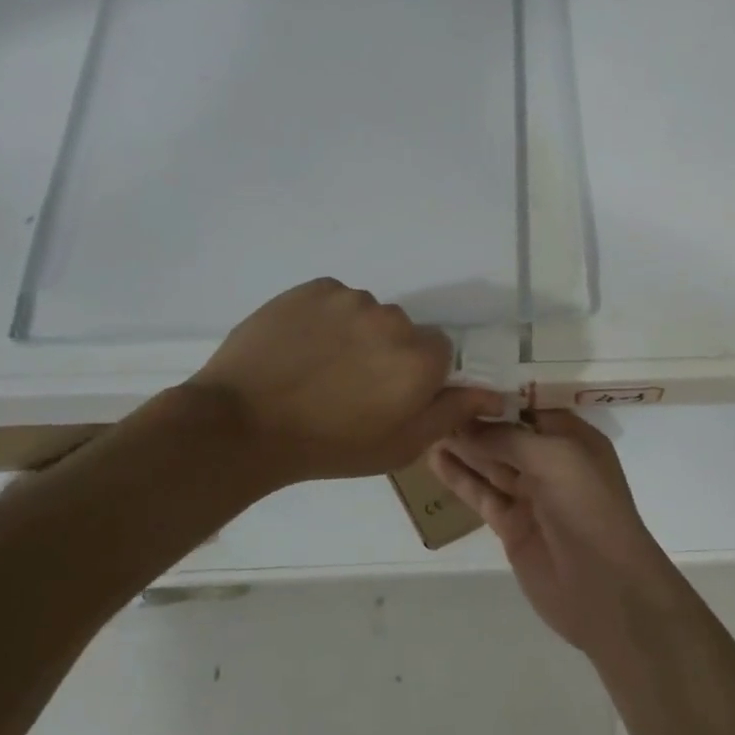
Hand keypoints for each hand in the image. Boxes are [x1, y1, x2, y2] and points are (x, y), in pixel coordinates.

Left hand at [188, 278, 502, 484]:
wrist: (240, 425)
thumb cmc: (328, 446)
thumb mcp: (399, 445)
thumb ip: (451, 413)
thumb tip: (494, 393)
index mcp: (419, 358)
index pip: (438, 354)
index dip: (415, 378)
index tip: (387, 398)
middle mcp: (393, 319)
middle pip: (403, 331)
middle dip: (387, 354)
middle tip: (350, 387)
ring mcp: (349, 299)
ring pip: (368, 313)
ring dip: (355, 334)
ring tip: (319, 367)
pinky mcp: (312, 288)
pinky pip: (333, 300)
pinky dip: (325, 319)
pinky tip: (300, 348)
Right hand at [429, 411, 685, 653]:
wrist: (604, 587)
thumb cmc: (587, 507)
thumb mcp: (554, 458)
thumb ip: (508, 439)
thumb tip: (466, 424)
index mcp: (574, 439)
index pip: (531, 407)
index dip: (499, 397)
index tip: (461, 380)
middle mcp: (553, 463)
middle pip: (507, 435)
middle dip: (475, 420)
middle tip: (433, 401)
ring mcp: (530, 496)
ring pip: (490, 463)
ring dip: (462, 446)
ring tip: (425, 424)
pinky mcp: (511, 525)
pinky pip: (481, 494)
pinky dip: (459, 477)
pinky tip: (434, 459)